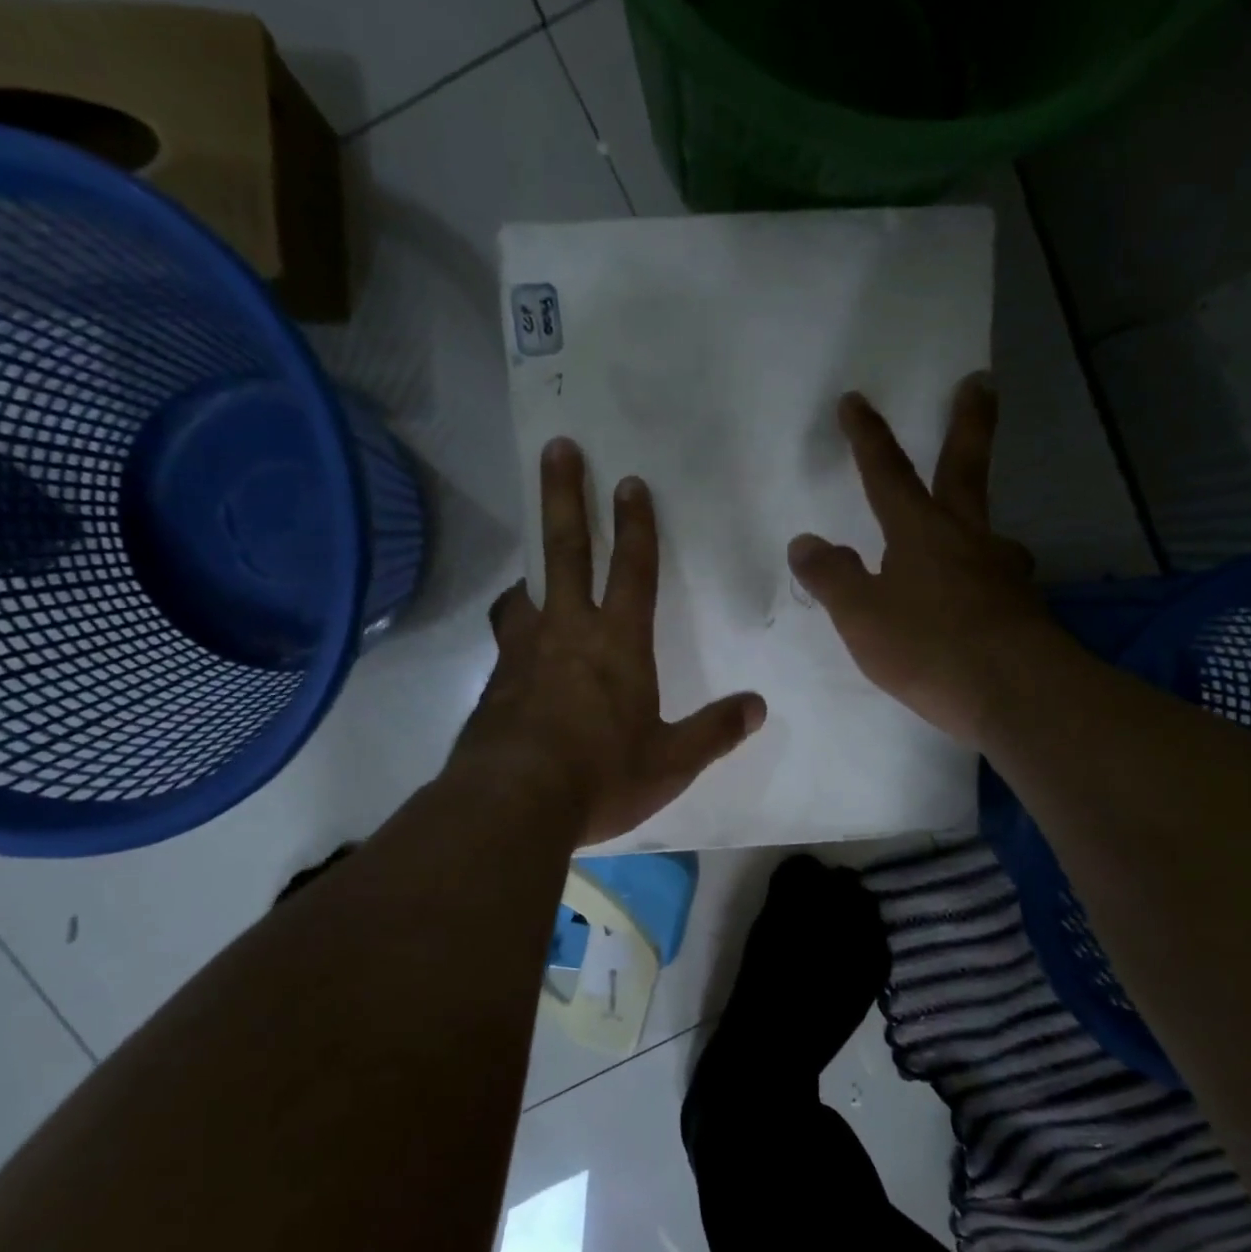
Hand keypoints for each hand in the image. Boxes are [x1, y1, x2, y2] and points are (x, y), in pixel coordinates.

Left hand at [453, 439, 766, 845]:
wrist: (512, 803)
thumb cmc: (601, 776)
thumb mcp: (671, 762)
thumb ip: (715, 732)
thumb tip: (757, 707)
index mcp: (618, 643)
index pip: (633, 570)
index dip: (636, 525)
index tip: (630, 481)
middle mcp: (567, 632)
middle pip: (565, 550)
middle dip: (564, 495)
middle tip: (557, 448)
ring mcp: (521, 653)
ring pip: (523, 592)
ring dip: (530, 570)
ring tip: (530, 569)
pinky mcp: (493, 682)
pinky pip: (504, 640)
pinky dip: (513, 628)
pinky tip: (516, 650)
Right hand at [788, 375, 1048, 745]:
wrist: (1015, 692)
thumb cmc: (928, 647)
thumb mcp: (861, 616)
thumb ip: (832, 578)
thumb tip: (805, 541)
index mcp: (920, 532)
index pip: (887, 473)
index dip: (868, 437)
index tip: (855, 399)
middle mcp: (967, 537)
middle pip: (965, 468)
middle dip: (968, 422)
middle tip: (980, 382)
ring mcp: (1002, 569)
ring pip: (988, 531)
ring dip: (978, 519)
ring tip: (972, 535)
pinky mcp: (1022, 605)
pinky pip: (996, 579)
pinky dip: (983, 578)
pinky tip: (979, 600)